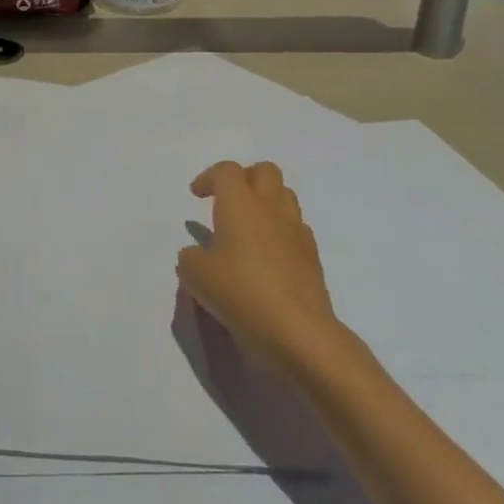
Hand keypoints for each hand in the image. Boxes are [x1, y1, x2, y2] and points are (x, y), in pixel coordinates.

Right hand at [180, 160, 340, 361]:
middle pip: (265, 171)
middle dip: (245, 178)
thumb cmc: (240, 292)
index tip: (197, 195)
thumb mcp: (194, 274)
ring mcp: (296, 232)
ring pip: (285, 196)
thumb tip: (201, 255)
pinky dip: (280, 232)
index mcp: (240, 204)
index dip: (209, 177)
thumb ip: (191, 256)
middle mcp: (270, 209)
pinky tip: (267, 256)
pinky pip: (296, 229)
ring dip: (266, 202)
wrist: (298, 332)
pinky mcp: (312, 258)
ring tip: (248, 227)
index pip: (227, 170)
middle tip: (228, 201)